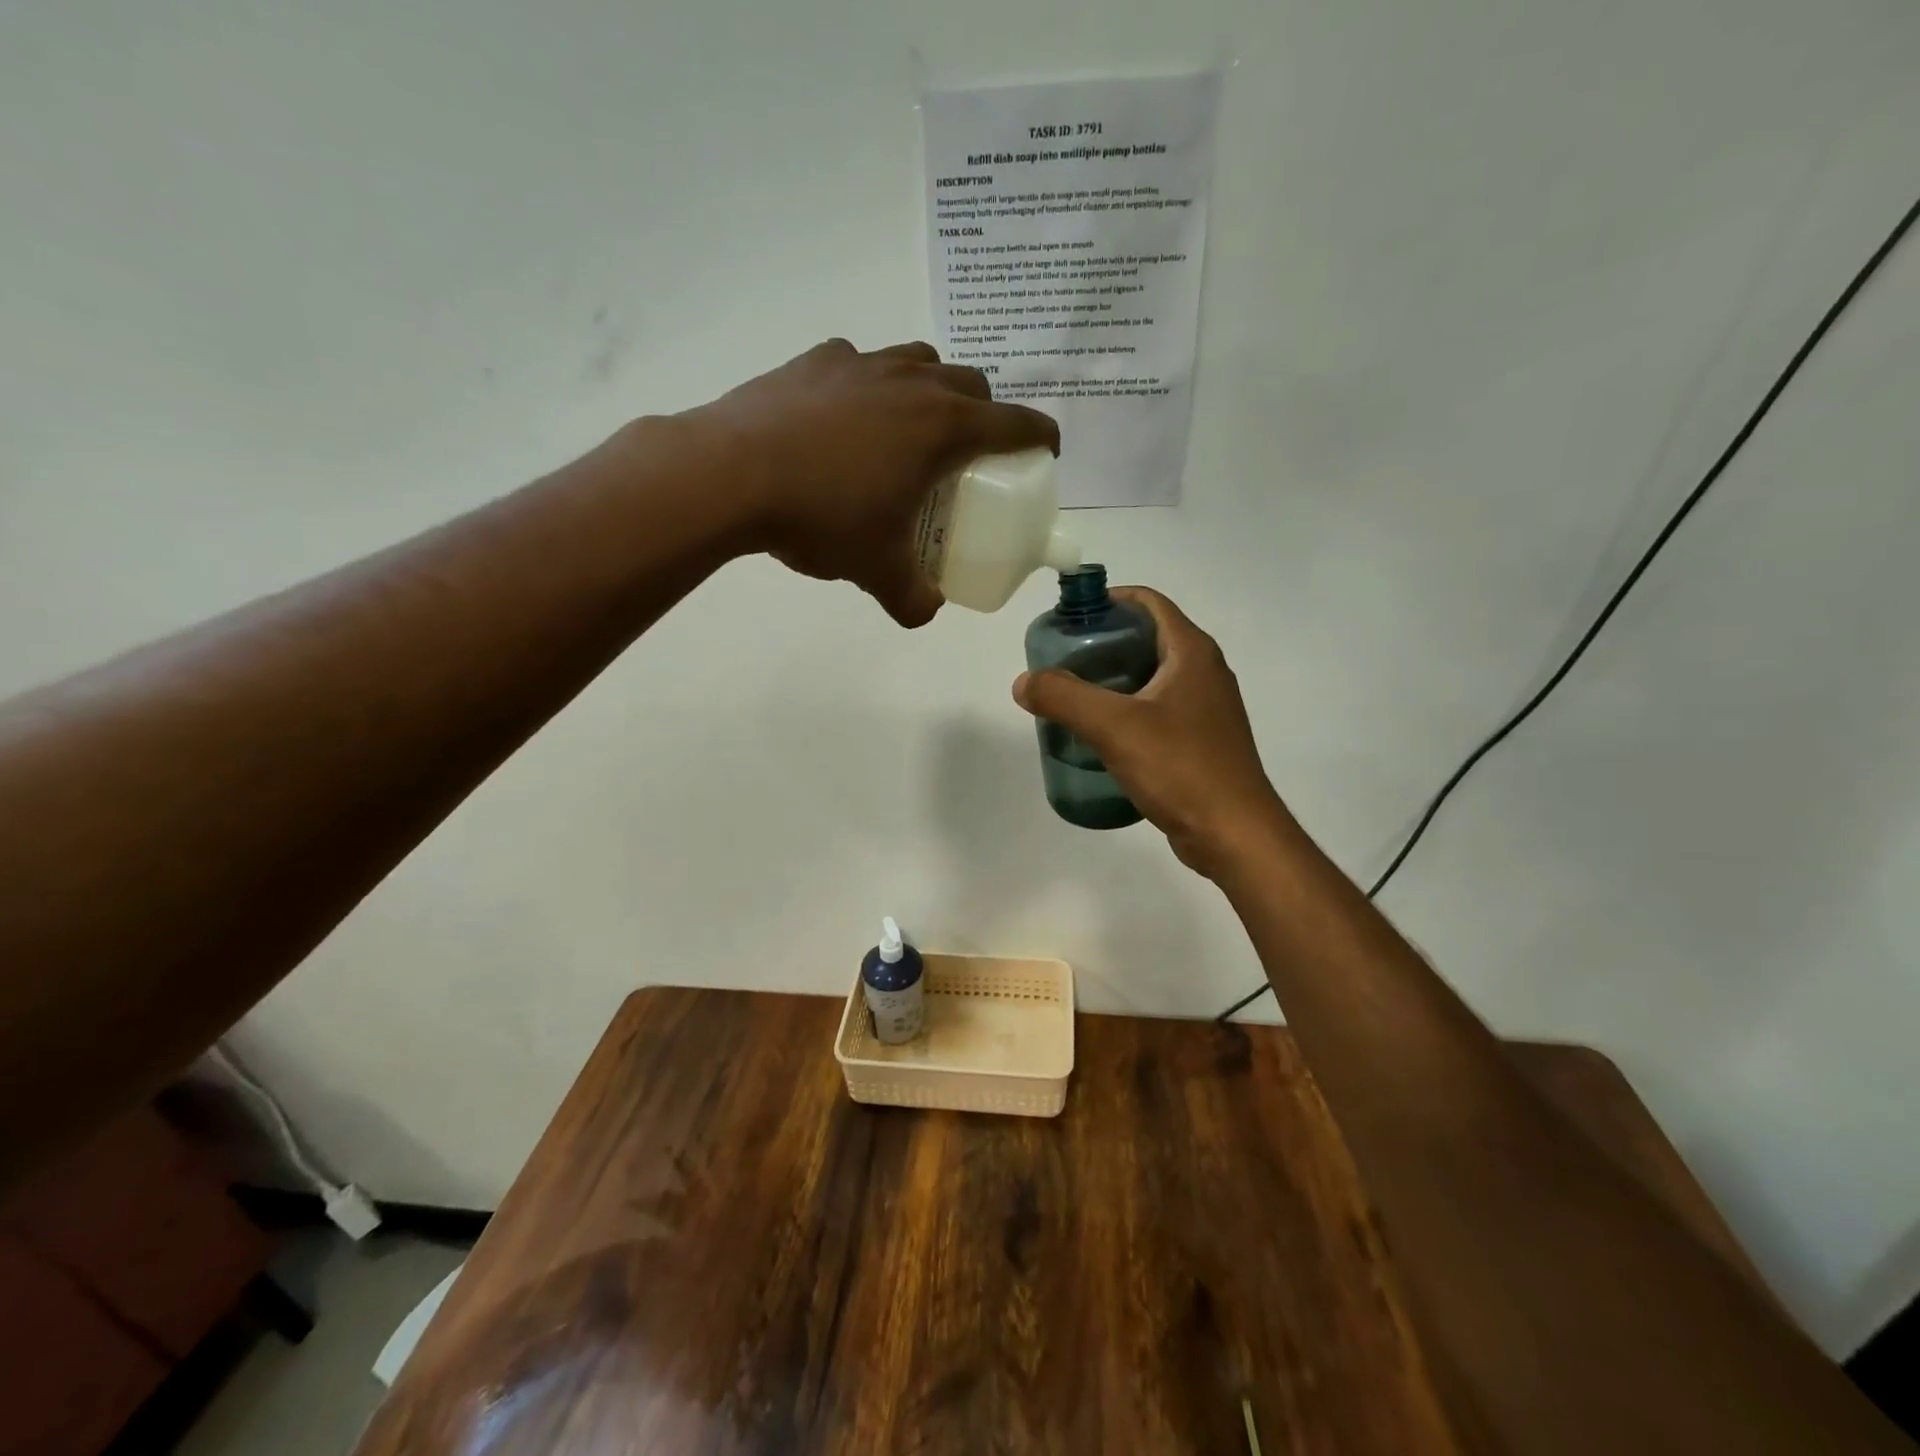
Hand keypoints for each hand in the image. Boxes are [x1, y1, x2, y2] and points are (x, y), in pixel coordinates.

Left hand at [681, 339, 1058, 625]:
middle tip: (969, 452)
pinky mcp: (816, 360)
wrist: (730, 474)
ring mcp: (862, 363)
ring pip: (919, 360)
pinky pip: (861, 363)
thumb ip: (911, 598)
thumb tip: (925, 613)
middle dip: (984, 413)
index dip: (1039, 435)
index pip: (1014, 423)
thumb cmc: (823, 518)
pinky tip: (846, 419)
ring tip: (911, 429)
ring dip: (931, 388)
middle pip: (971, 382)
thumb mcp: (876, 569)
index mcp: (943, 427)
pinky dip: (869, 386)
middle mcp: (912, 382)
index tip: (1046, 450)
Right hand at [1012, 587, 1291, 877]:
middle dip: (1103, 644)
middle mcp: (1204, 672)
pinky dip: (1127, 711)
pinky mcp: (1201, 741)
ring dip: (1113, 680)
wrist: (1234, 834)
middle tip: (1061, 662)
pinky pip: (1158, 711)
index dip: (1108, 600)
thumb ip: (1064, 698)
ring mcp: (1206, 709)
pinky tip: (1101, 735)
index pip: (1148, 602)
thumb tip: (1024, 682)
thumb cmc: (1181, 768)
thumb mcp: (1114, 727)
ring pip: (1152, 678)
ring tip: (1073, 697)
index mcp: (1192, 652)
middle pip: (1147, 638)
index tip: (1069, 619)